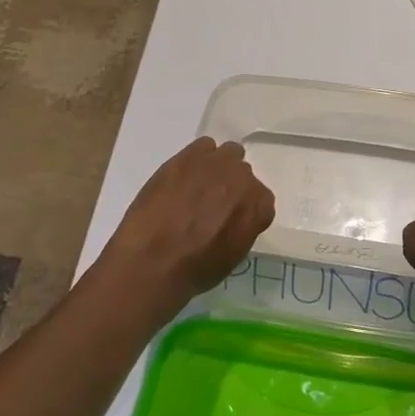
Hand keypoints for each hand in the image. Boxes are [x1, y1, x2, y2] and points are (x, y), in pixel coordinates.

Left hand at [99, 137, 274, 311]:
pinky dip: (197, 158)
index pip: (262, 200)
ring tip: (198, 187)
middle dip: (232, 187)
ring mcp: (215, 163)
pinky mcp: (188, 156)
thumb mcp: (233, 256)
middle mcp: (243, 178)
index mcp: (259, 205)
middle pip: (243, 174)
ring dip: (218, 168)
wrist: (152, 261)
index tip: (231, 221)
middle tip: (212, 205)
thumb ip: (244, 227)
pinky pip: (203, 146)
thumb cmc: (195, 269)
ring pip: (228, 154)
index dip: (245, 210)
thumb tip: (235, 218)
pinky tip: (184, 177)